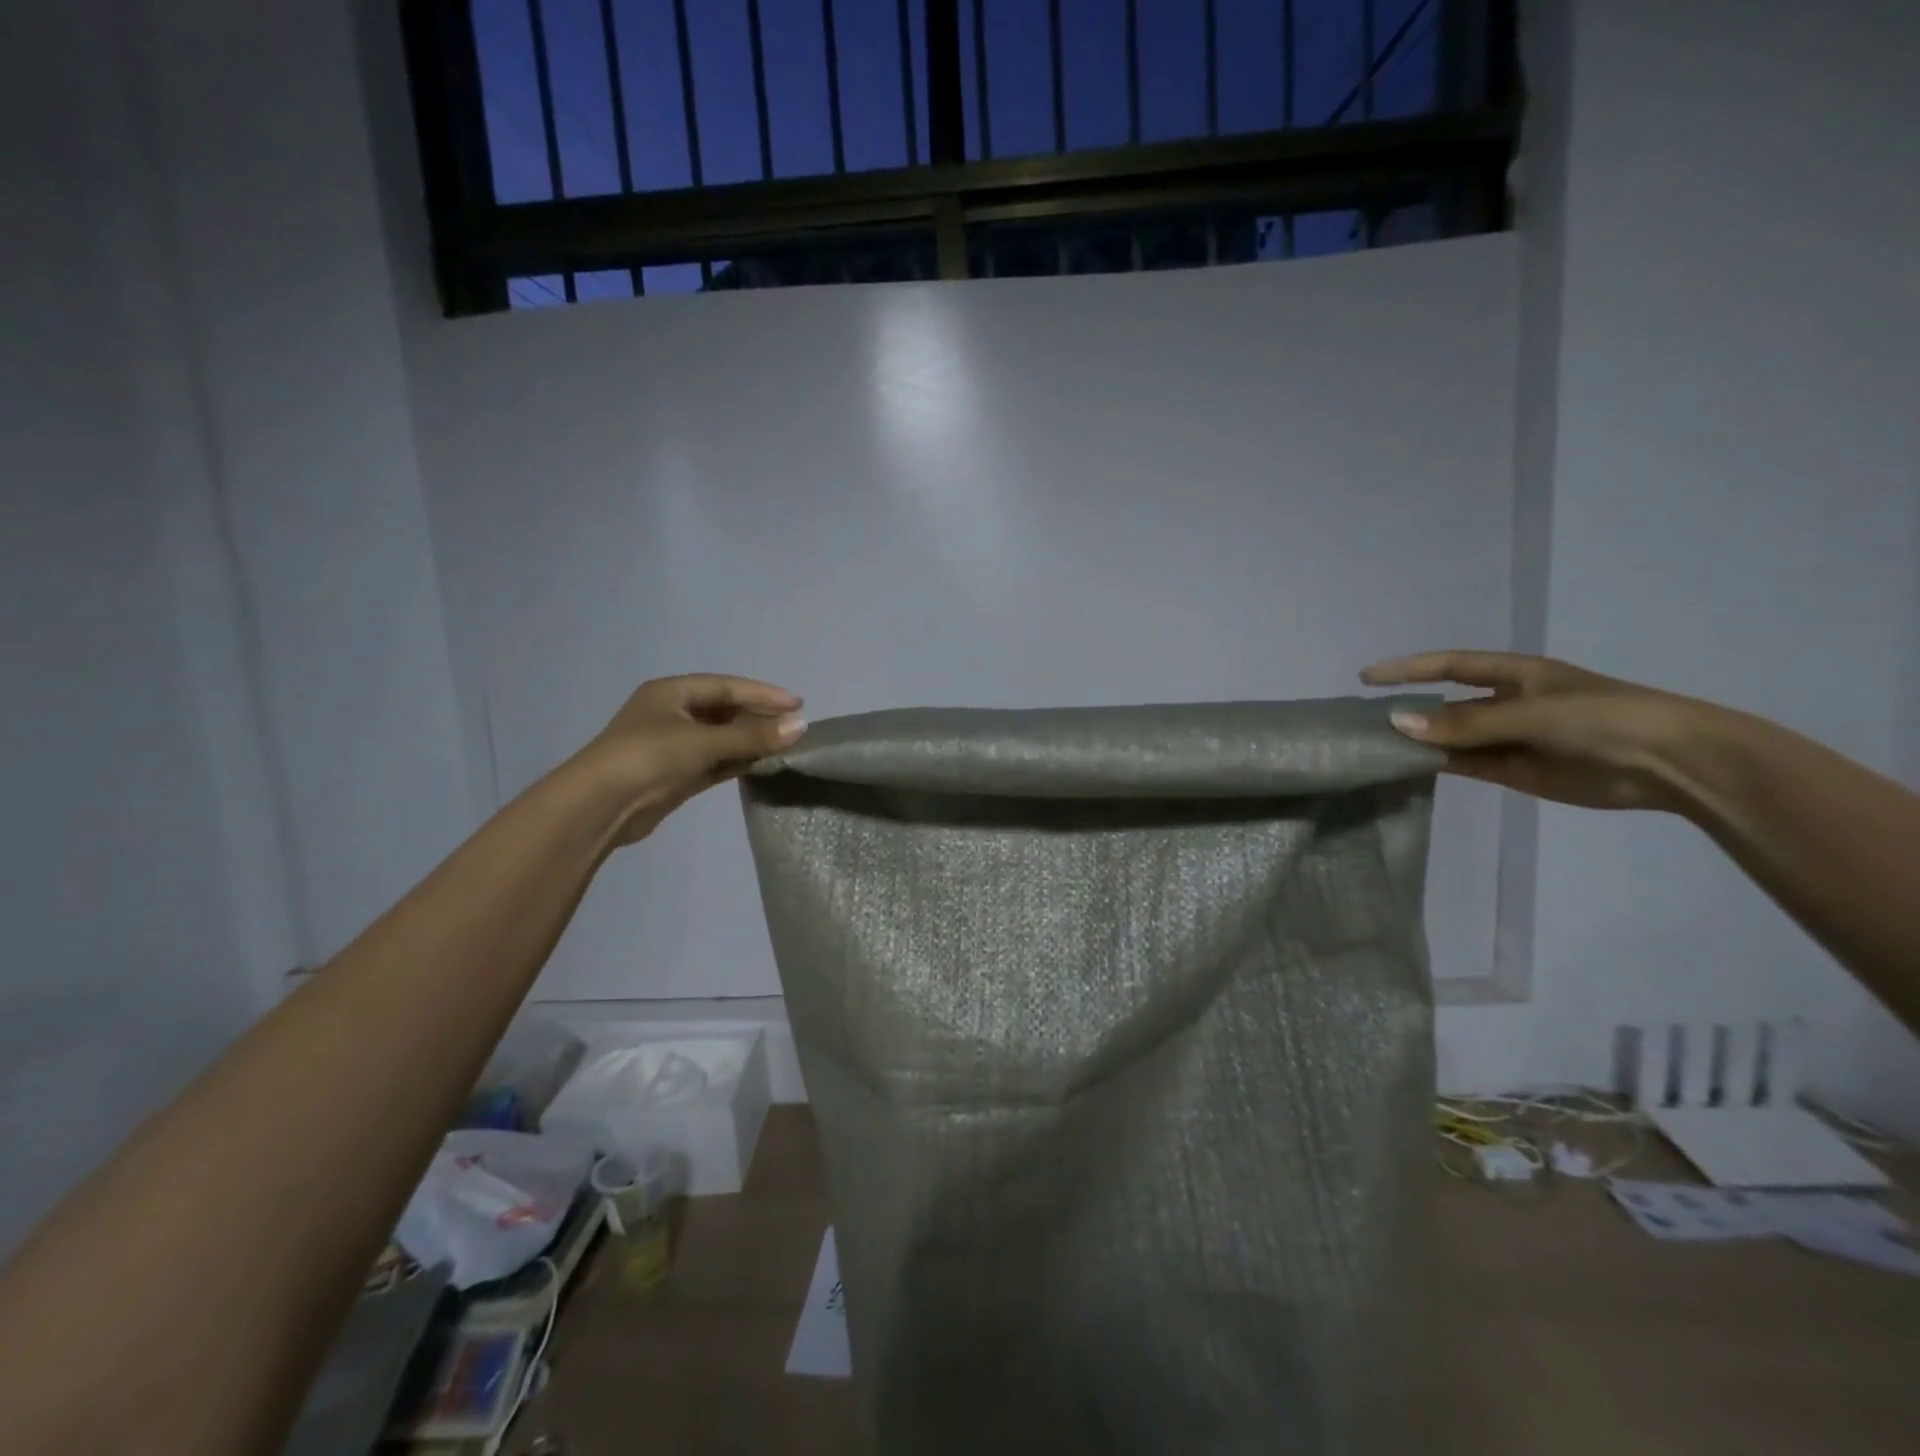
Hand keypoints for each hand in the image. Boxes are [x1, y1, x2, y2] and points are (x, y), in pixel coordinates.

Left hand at [578, 674, 805, 843]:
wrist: (600, 806)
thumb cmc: (649, 757)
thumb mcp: (703, 741)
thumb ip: (753, 736)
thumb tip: (800, 726)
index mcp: (671, 692)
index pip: (727, 687)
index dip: (763, 694)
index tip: (797, 704)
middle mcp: (672, 714)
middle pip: (725, 711)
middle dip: (759, 718)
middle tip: (795, 727)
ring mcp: (673, 746)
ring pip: (722, 738)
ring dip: (750, 741)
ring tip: (785, 746)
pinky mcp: (677, 774)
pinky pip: (716, 761)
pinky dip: (738, 761)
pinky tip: (763, 764)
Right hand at [1359, 650, 1706, 811]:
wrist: (1671, 764)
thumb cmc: (1604, 718)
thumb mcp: (1532, 713)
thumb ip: (1464, 724)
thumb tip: (1397, 724)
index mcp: (1514, 675)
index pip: (1448, 666)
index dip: (1407, 669)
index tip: (1365, 678)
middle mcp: (1506, 704)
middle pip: (1445, 705)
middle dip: (1408, 711)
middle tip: (1362, 723)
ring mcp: (1509, 738)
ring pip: (1451, 738)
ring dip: (1420, 742)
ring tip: (1376, 748)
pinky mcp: (1514, 770)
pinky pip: (1465, 764)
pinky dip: (1438, 764)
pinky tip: (1409, 767)